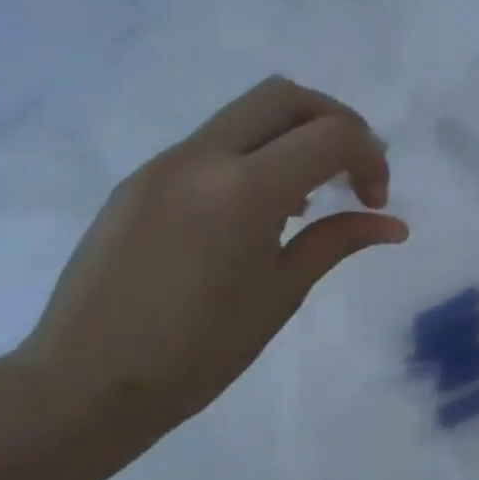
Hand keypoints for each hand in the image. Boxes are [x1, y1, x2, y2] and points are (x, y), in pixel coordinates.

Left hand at [14, 77, 408, 436]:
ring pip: (245, 114)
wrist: (86, 383)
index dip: (370, 158)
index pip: (330, 135)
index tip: (375, 203)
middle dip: (336, 122)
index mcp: (244, 189)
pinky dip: (255, 156)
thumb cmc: (200, 348)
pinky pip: (213, 144)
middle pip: (285, 96)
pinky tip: (260, 212)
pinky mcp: (141, 181)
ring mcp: (164, 164)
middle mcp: (202, 158)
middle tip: (354, 170)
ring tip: (311, 195)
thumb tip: (392, 225)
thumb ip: (338, 241)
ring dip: (293, 136)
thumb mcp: (283, 292)